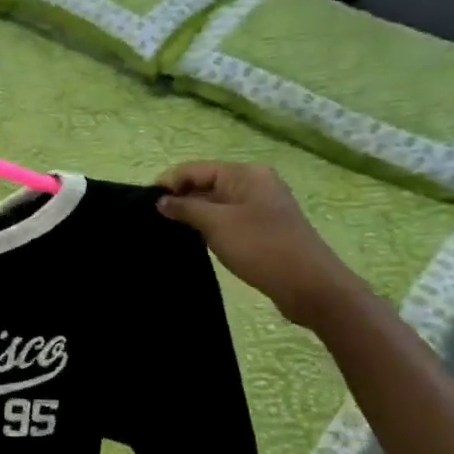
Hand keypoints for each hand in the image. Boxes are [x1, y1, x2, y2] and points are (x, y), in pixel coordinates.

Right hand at [156, 161, 365, 329]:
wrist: (309, 284)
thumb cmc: (260, 246)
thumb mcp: (216, 224)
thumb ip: (186, 208)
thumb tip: (161, 201)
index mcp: (245, 173)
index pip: (196, 169)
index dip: (169, 183)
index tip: (144, 204)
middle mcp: (255, 182)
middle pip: (206, 182)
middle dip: (180, 198)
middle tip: (153, 219)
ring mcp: (261, 205)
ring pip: (216, 202)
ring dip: (194, 213)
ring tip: (169, 230)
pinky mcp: (264, 226)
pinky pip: (228, 217)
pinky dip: (209, 224)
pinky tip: (195, 239)